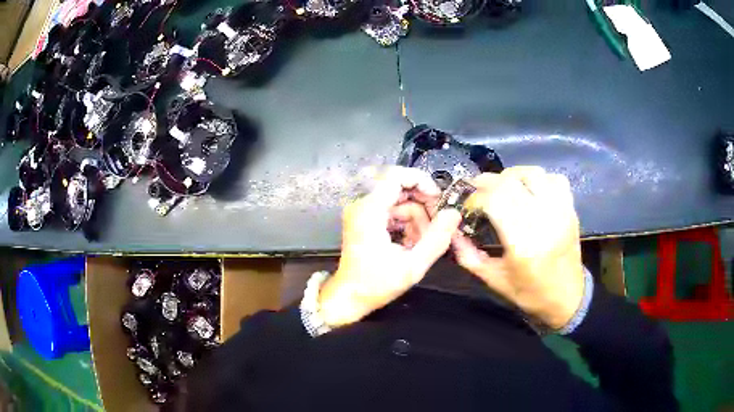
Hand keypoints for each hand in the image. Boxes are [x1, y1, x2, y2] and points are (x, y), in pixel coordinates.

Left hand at [319, 167, 461, 327]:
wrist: (349, 297)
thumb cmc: (376, 285)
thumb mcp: (412, 266)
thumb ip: (437, 239)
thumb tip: (454, 213)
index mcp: (369, 210)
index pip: (396, 176)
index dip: (421, 181)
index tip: (439, 199)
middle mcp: (363, 204)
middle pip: (401, 187)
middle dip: (423, 205)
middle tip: (437, 227)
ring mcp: (363, 211)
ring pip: (400, 201)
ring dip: (416, 219)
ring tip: (420, 244)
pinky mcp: (366, 219)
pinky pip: (393, 211)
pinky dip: (406, 224)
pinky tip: (411, 244)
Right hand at [452, 167, 584, 329]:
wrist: (568, 298)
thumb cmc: (530, 293)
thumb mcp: (494, 280)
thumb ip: (469, 255)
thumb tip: (452, 232)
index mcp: (522, 244)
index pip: (494, 201)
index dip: (476, 198)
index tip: (468, 206)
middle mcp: (543, 222)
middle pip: (510, 182)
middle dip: (488, 182)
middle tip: (478, 190)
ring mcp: (560, 212)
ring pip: (533, 174)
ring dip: (512, 175)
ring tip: (503, 186)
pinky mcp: (570, 210)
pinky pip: (554, 179)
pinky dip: (539, 179)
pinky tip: (530, 190)